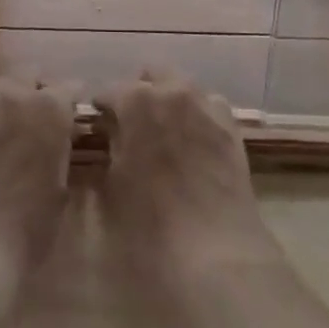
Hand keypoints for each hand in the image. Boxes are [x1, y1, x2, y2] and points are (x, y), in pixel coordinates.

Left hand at [0, 78, 76, 318]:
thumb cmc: (29, 229)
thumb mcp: (60, 188)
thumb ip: (59, 150)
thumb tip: (58, 139)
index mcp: (50, 109)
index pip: (68, 88)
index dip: (71, 102)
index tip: (72, 115)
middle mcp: (14, 97)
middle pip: (28, 77)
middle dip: (35, 92)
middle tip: (38, 121)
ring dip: (7, 103)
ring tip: (8, 132)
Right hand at [95, 71, 285, 297]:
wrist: (216, 252)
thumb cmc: (151, 224)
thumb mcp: (113, 186)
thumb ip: (111, 147)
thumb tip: (111, 132)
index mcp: (136, 100)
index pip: (109, 91)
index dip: (101, 109)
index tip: (97, 127)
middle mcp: (173, 90)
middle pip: (151, 76)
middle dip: (139, 93)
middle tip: (131, 126)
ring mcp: (206, 105)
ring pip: (182, 86)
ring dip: (169, 100)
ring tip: (164, 133)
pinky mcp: (231, 126)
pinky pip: (209, 106)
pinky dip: (197, 115)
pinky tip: (193, 142)